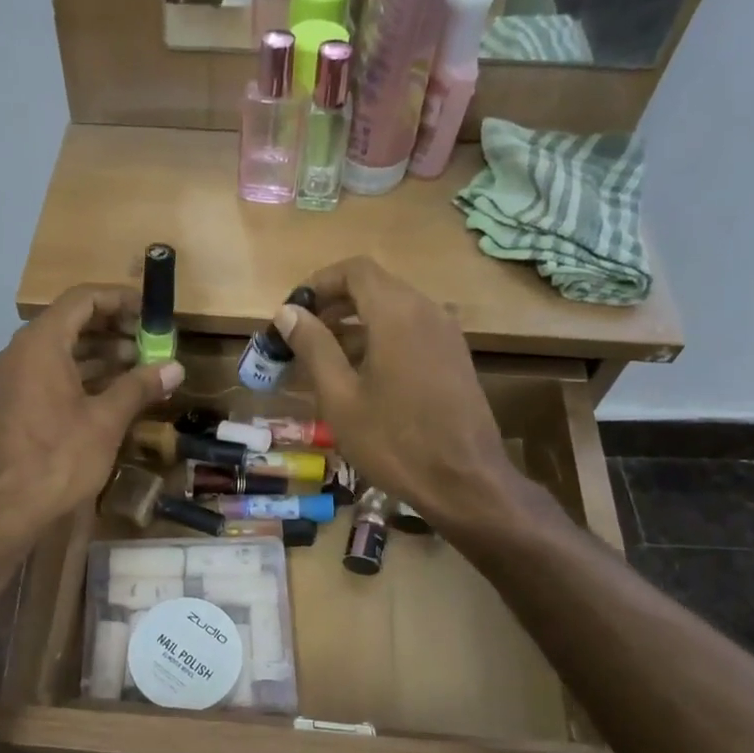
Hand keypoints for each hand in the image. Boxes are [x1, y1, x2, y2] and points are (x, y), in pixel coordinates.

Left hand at [0, 286, 184, 546]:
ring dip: (101, 354)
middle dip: (114, 328)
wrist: (6, 509)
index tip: (149, 312)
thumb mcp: (106, 420)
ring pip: (62, 351)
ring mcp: (15, 379)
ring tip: (141, 366)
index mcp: (41, 344)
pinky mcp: (15, 403)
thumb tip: (175, 368)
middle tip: (151, 342)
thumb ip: (139, 387)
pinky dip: (83, 375)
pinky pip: (51, 374)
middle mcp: (22, 352)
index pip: (82, 299)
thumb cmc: (58, 458)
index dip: (119, 299)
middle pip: (71, 322)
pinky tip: (114, 392)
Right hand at [275, 258, 539, 534]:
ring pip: (393, 309)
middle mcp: (427, 310)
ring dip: (355, 324)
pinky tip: (361, 375)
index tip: (293, 311)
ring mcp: (446, 333)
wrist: (464, 481)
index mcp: (396, 313)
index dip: (319, 283)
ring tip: (323, 359)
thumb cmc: (393, 441)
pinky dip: (381, 338)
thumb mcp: (340, 396)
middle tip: (301, 336)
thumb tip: (288, 312)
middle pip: (374, 287)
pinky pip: (411, 330)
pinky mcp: (454, 356)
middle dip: (333, 305)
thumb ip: (313, 347)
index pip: (354, 270)